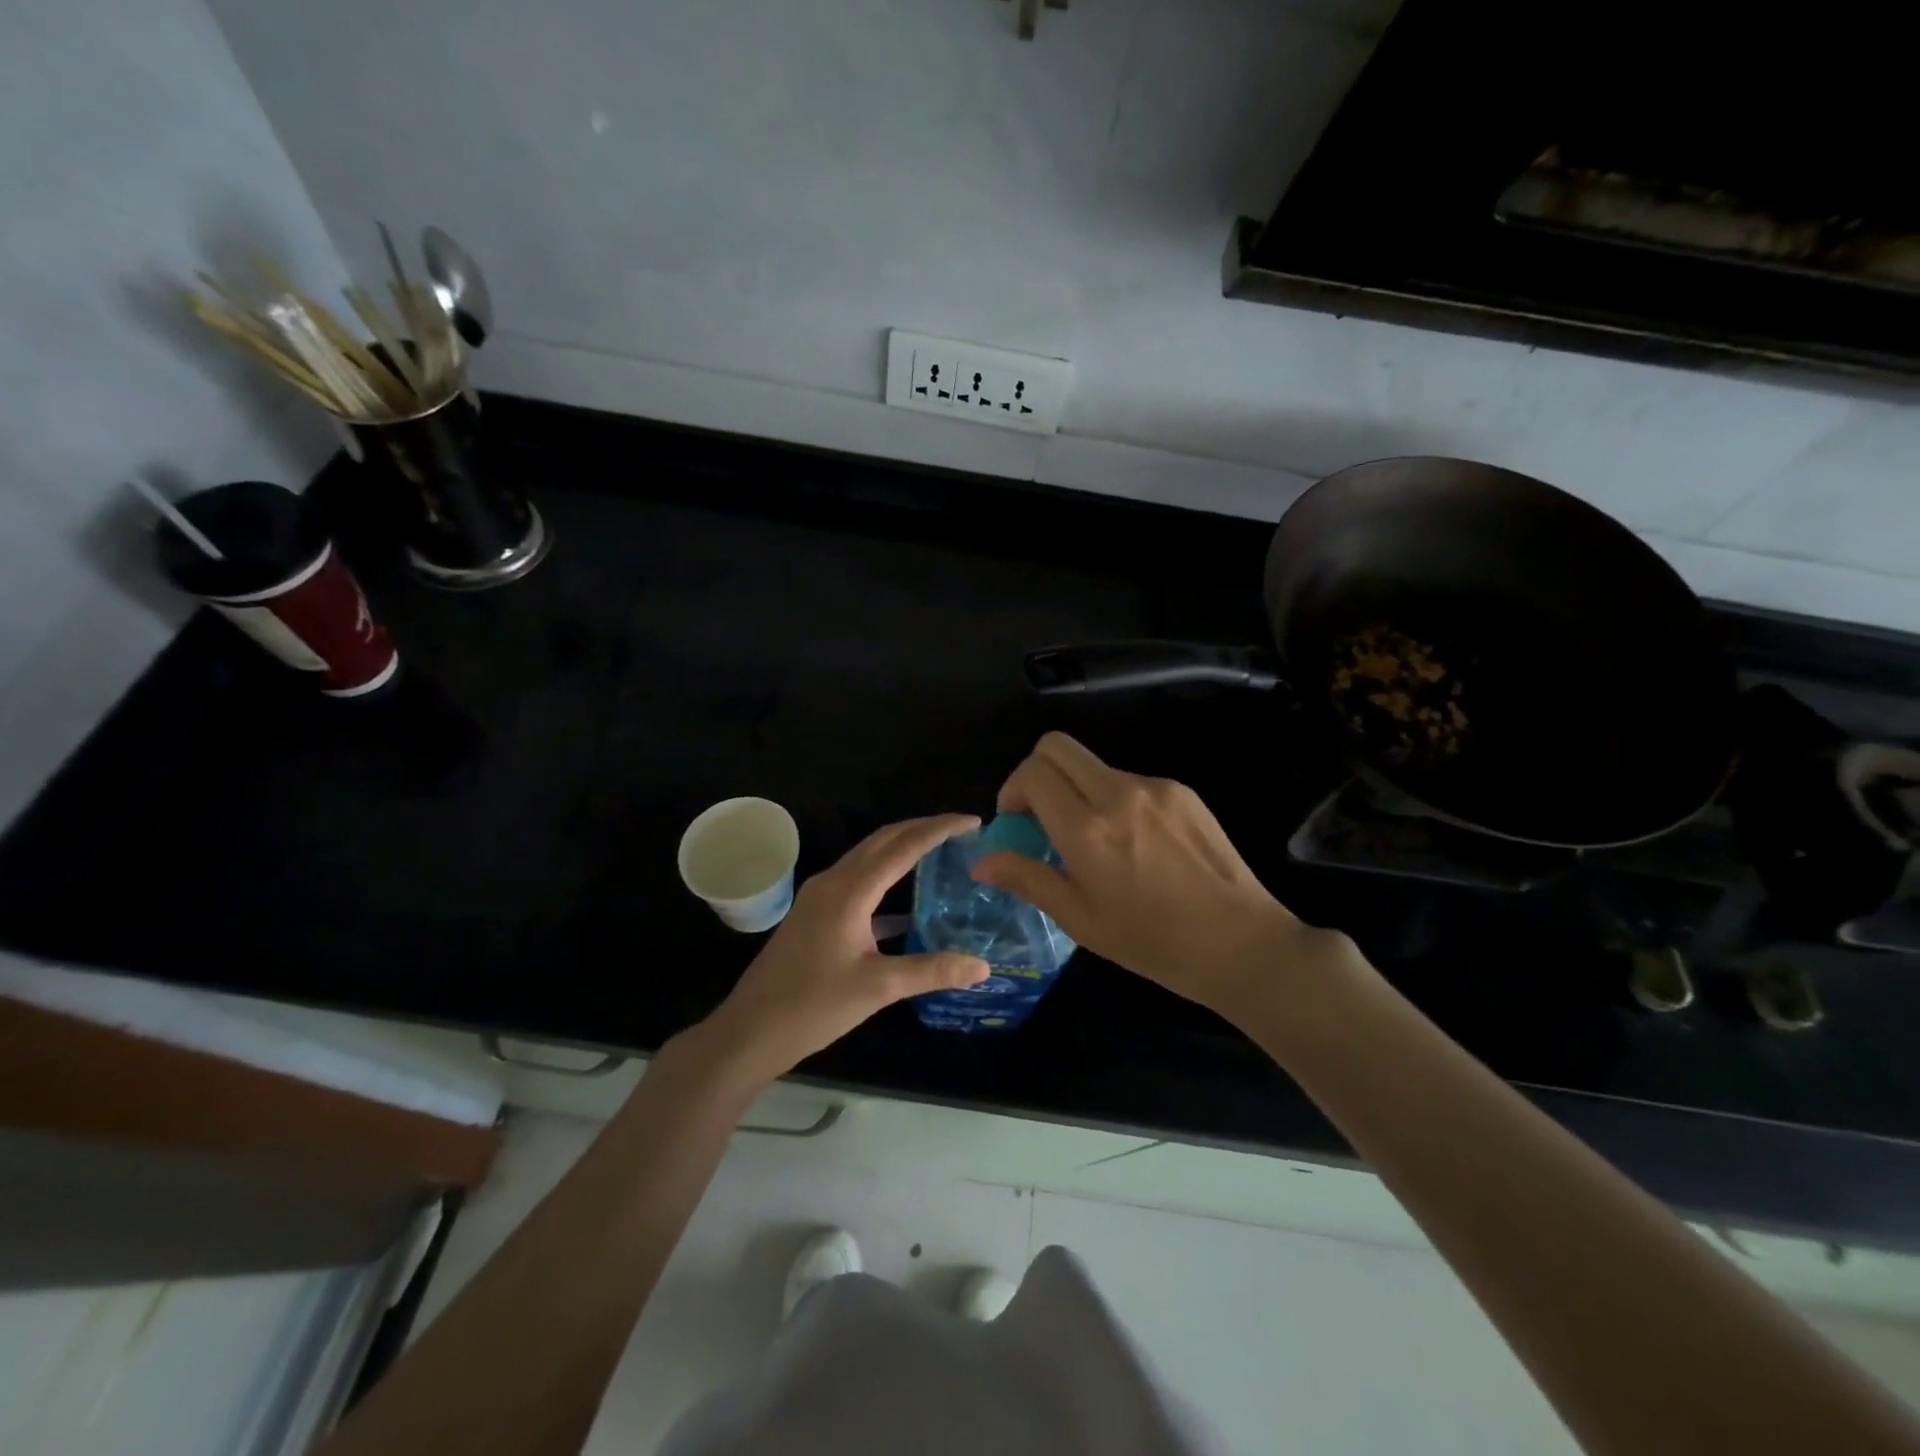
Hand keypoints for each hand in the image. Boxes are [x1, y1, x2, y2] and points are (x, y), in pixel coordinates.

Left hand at [698, 815, 989, 1082]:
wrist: (750, 1031)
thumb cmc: (813, 1006)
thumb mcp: (878, 988)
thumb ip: (932, 971)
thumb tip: (983, 967)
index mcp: (850, 890)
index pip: (903, 846)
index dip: (940, 829)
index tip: (973, 822)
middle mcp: (834, 881)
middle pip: (883, 840)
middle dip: (922, 829)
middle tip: (962, 831)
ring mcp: (820, 896)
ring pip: (868, 858)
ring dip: (903, 849)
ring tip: (941, 853)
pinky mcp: (815, 914)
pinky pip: (858, 882)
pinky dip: (886, 881)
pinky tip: (910, 905)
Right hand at [972, 733, 1342, 1020]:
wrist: (1241, 943)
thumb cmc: (1152, 942)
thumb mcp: (1080, 919)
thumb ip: (1027, 878)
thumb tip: (981, 861)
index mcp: (1087, 828)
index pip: (1032, 771)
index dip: (1013, 789)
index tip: (1018, 822)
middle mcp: (1117, 793)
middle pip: (1057, 746)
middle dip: (1037, 772)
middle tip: (1043, 816)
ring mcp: (1154, 787)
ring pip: (1094, 765)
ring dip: (1079, 790)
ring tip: (1097, 842)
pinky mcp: (1182, 791)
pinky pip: (1131, 781)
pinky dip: (1115, 800)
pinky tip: (1137, 845)